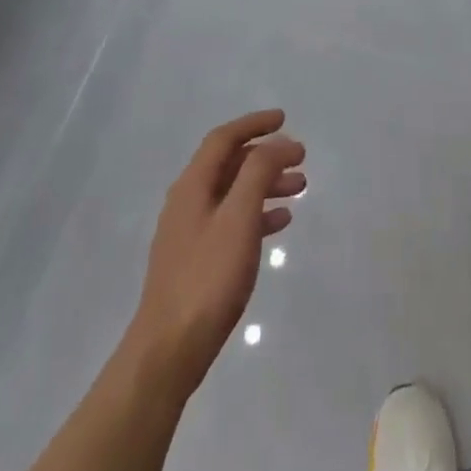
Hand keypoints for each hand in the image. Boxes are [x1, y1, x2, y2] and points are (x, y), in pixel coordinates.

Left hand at [127, 109, 305, 394]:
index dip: (253, 124)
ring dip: (266, 184)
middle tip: (301, 159)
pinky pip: (233, 221)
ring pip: (234, 193)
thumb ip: (259, 173)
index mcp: (192, 186)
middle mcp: (188, 202)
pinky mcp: (197, 261)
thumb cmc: (207, 277)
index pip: (223, 139)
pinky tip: (281, 222)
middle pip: (230, 164)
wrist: (169, 350)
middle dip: (266, 156)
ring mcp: (191, 233)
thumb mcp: (239, 218)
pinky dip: (258, 213)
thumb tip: (278, 143)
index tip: (284, 119)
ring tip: (300, 188)